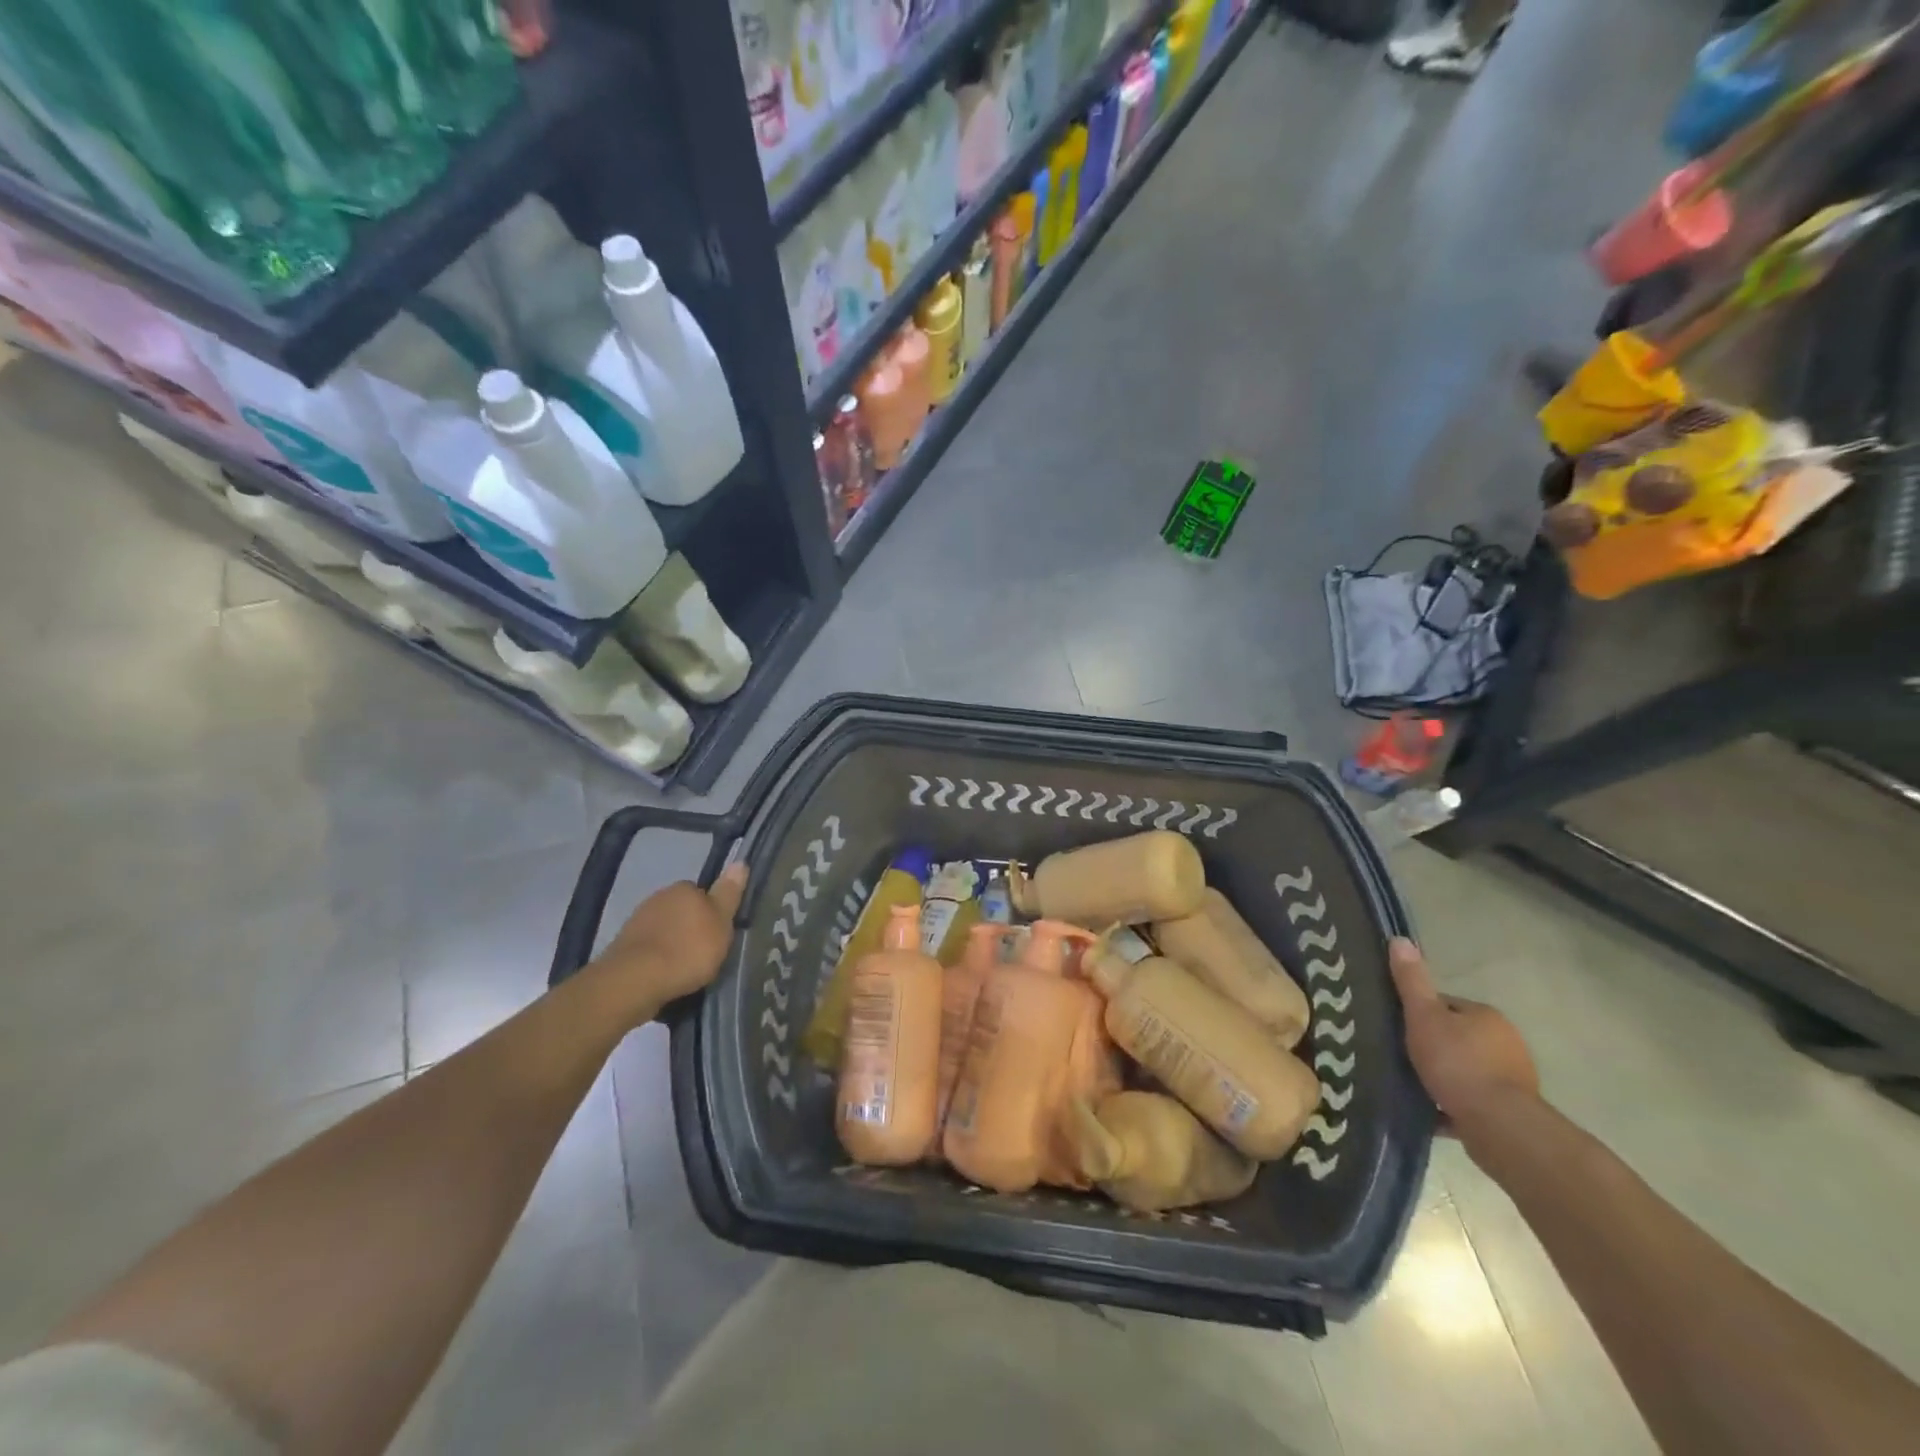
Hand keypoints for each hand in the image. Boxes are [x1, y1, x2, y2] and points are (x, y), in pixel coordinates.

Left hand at [586, 863, 746, 1023]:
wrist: (635, 980)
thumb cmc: (687, 949)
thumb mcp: (721, 922)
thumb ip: (729, 894)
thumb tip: (740, 863)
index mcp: (683, 888)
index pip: (702, 893)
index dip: (712, 912)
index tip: (718, 932)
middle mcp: (658, 897)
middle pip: (682, 910)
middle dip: (690, 927)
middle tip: (704, 951)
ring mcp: (637, 921)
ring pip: (664, 928)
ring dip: (672, 942)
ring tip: (684, 968)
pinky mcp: (623, 946)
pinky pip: (649, 948)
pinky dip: (657, 958)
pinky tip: (664, 975)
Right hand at [1388, 937, 1539, 1135]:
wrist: (1498, 1125)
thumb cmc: (1457, 1063)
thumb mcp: (1423, 1016)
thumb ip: (1411, 981)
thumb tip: (1400, 939)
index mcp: (1485, 1015)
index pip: (1444, 1005)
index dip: (1418, 1013)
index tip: (1397, 1026)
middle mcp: (1506, 1042)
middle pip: (1457, 1036)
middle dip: (1433, 1045)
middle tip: (1402, 1055)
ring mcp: (1512, 1078)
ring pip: (1466, 1069)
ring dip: (1444, 1075)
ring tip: (1413, 1084)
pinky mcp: (1511, 1110)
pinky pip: (1473, 1099)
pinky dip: (1454, 1103)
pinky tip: (1432, 1111)